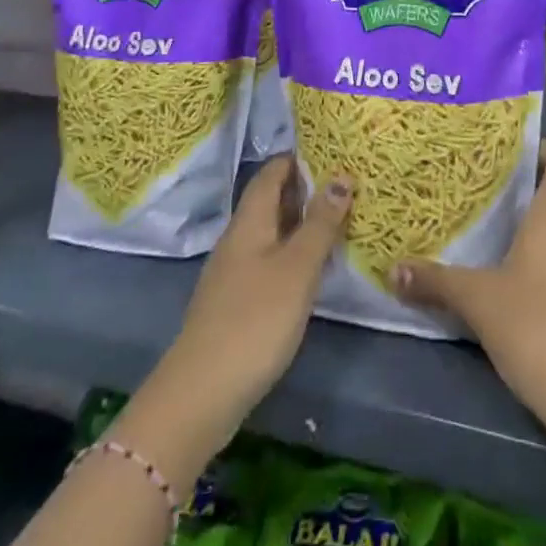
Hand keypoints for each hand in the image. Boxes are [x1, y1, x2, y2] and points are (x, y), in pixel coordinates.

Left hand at [117, 156, 350, 488]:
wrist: (200, 395)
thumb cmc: (255, 320)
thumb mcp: (298, 268)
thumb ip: (320, 223)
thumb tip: (341, 175)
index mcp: (250, 222)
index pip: (271, 173)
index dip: (296, 158)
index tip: (330, 149)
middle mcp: (238, 240)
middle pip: (270, 201)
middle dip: (303, 189)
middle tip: (345, 183)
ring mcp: (233, 274)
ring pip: (270, 233)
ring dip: (300, 223)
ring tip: (337, 220)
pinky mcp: (236, 304)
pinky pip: (268, 261)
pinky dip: (292, 253)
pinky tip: (313, 269)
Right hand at [392, 140, 545, 434]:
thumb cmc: (539, 329)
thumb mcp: (479, 302)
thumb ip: (436, 282)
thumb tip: (393, 269)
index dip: (545, 147)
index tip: (509, 156)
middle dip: (520, 192)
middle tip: (477, 197)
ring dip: (527, 230)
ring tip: (484, 237)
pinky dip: (539, 261)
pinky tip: (507, 282)